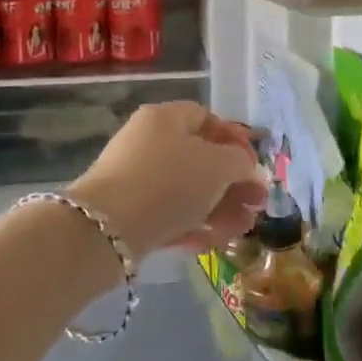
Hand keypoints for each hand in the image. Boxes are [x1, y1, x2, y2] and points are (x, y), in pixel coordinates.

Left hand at [71, 101, 269, 260]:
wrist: (106, 229)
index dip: (235, 139)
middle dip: (232, 183)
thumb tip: (248, 170)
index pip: (206, 118)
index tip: (254, 164)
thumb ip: (240, 163)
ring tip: (241, 229)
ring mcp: (136, 178)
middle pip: (200, 158)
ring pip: (187, 190)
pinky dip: (192, 225)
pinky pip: (168, 213)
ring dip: (219, 209)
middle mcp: (148, 142)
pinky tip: (211, 242)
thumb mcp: (217, 166)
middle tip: (256, 204)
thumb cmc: (169, 182)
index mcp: (165, 118)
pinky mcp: (128, 212)